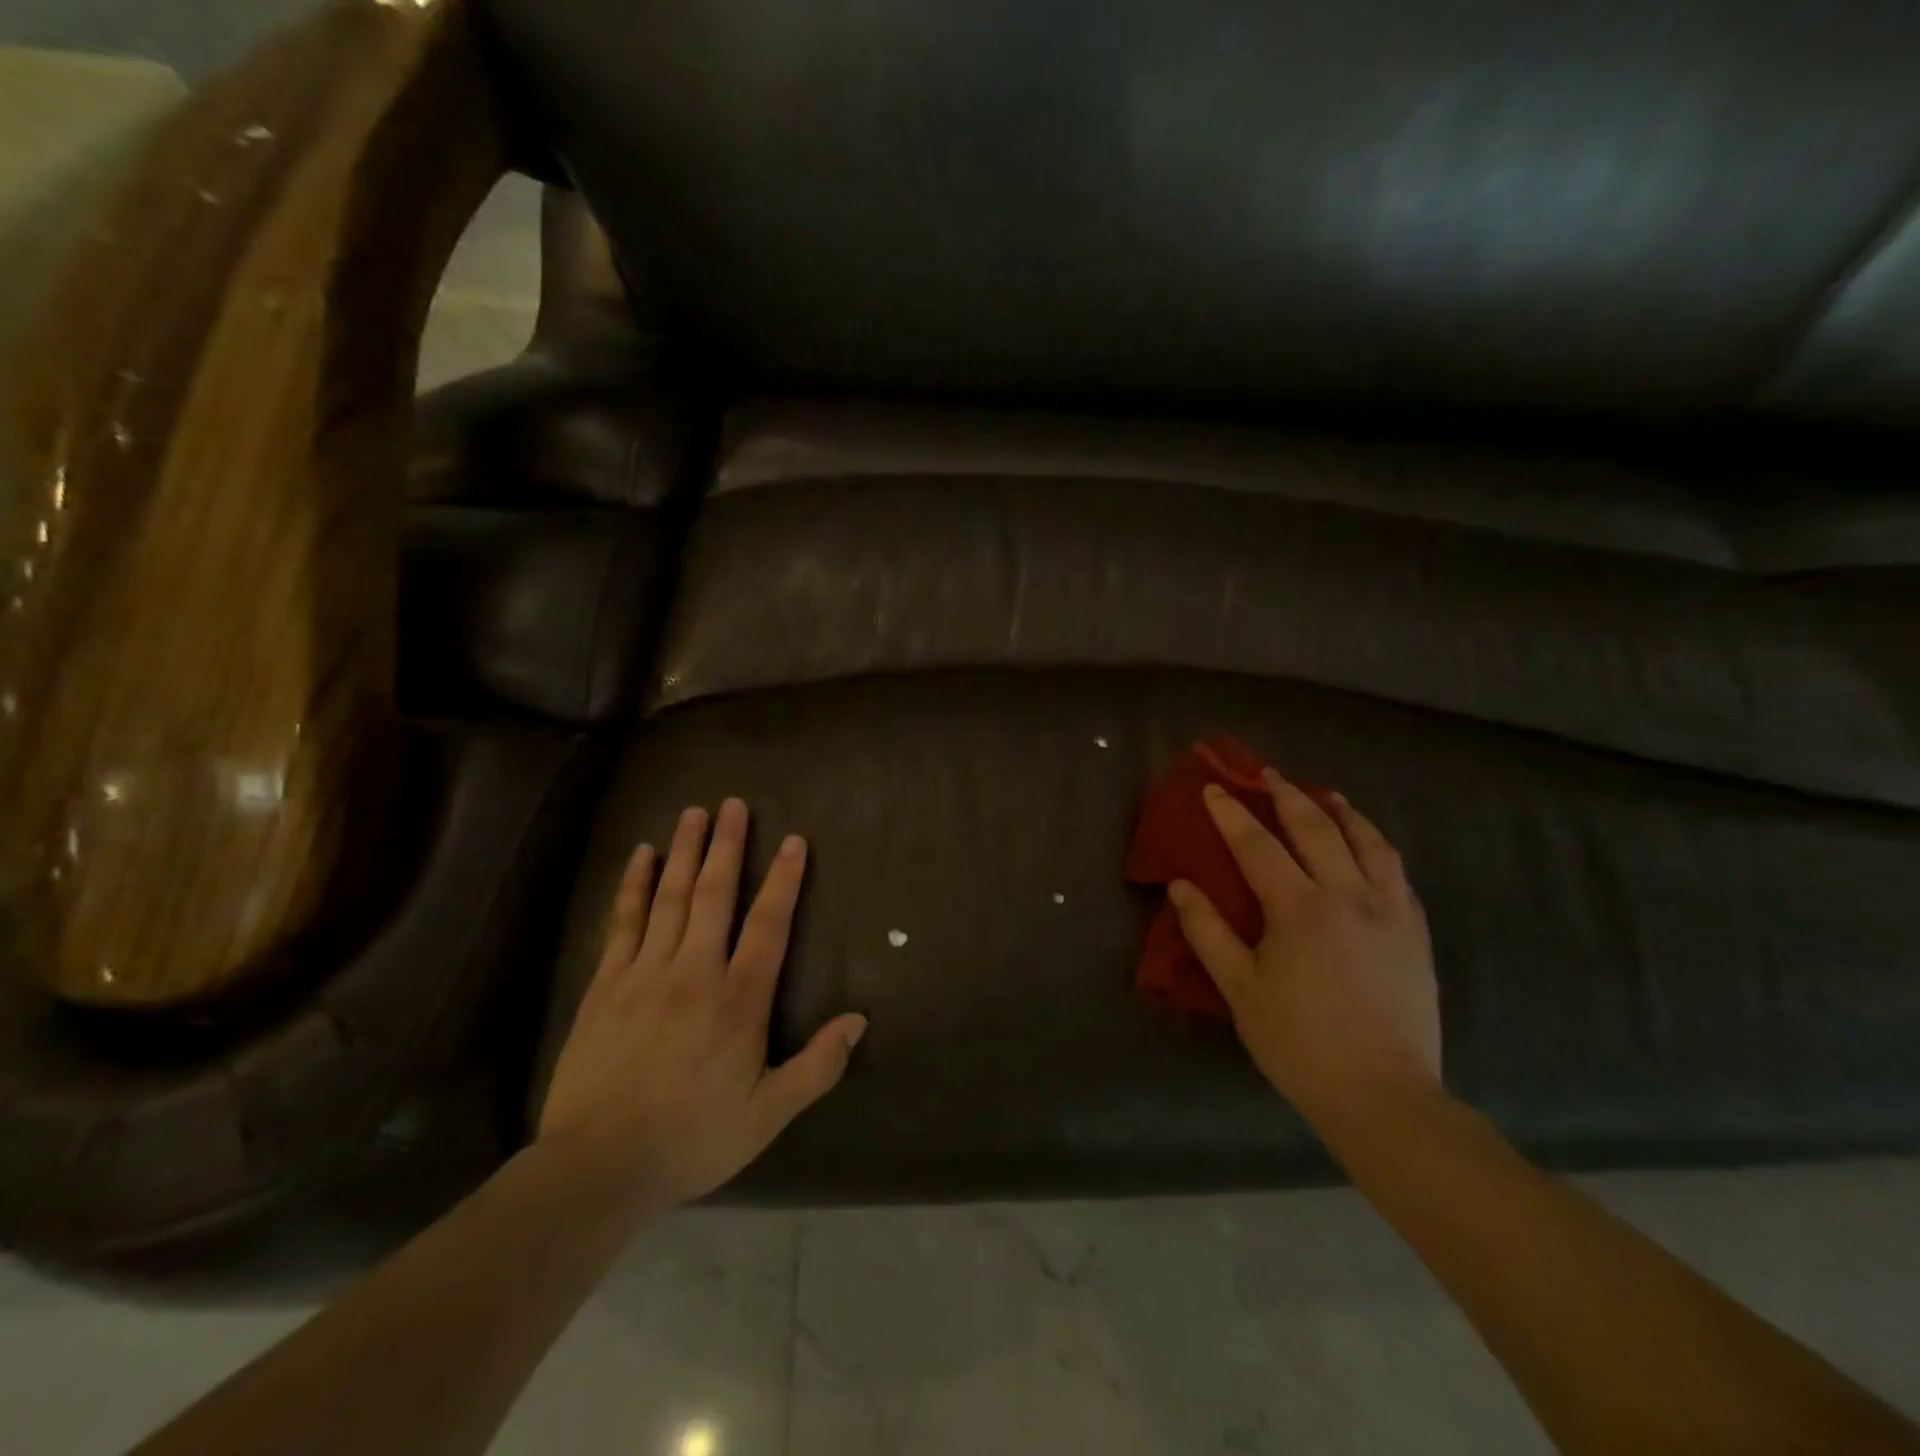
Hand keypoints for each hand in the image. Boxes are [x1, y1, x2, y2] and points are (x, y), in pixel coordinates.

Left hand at [537, 799, 867, 1208]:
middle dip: (728, 845)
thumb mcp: (768, 1114)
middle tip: (734, 803)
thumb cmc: (692, 1138)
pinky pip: (624, 922)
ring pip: (670, 897)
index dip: (784, 879)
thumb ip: (818, 1066)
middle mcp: (695, 971)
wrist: (597, 1166)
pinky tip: (640, 855)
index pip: (768, 925)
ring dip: (685, 851)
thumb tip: (859, 1020)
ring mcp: (645, 973)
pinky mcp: (606, 984)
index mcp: (738, 1000)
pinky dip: (634, 885)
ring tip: (694, 813)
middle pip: (715, 894)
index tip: (794, 840)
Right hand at [1168, 773, 1440, 1136]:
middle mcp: (1349, 896)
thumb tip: (1181, 886)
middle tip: (1267, 775)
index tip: (1214, 788)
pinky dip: (1377, 847)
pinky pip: (1398, 873)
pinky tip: (1369, 848)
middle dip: (1287, 796)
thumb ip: (1207, 931)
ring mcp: (1391, 912)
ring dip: (1344, 813)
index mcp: (1300, 908)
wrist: (1383, 1095)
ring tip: (1327, 797)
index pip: (1258, 845)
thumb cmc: (1299, 1043)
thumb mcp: (1239, 989)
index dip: (1232, 813)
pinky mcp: (1416, 933)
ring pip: (1369, 843)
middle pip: (1317, 829)